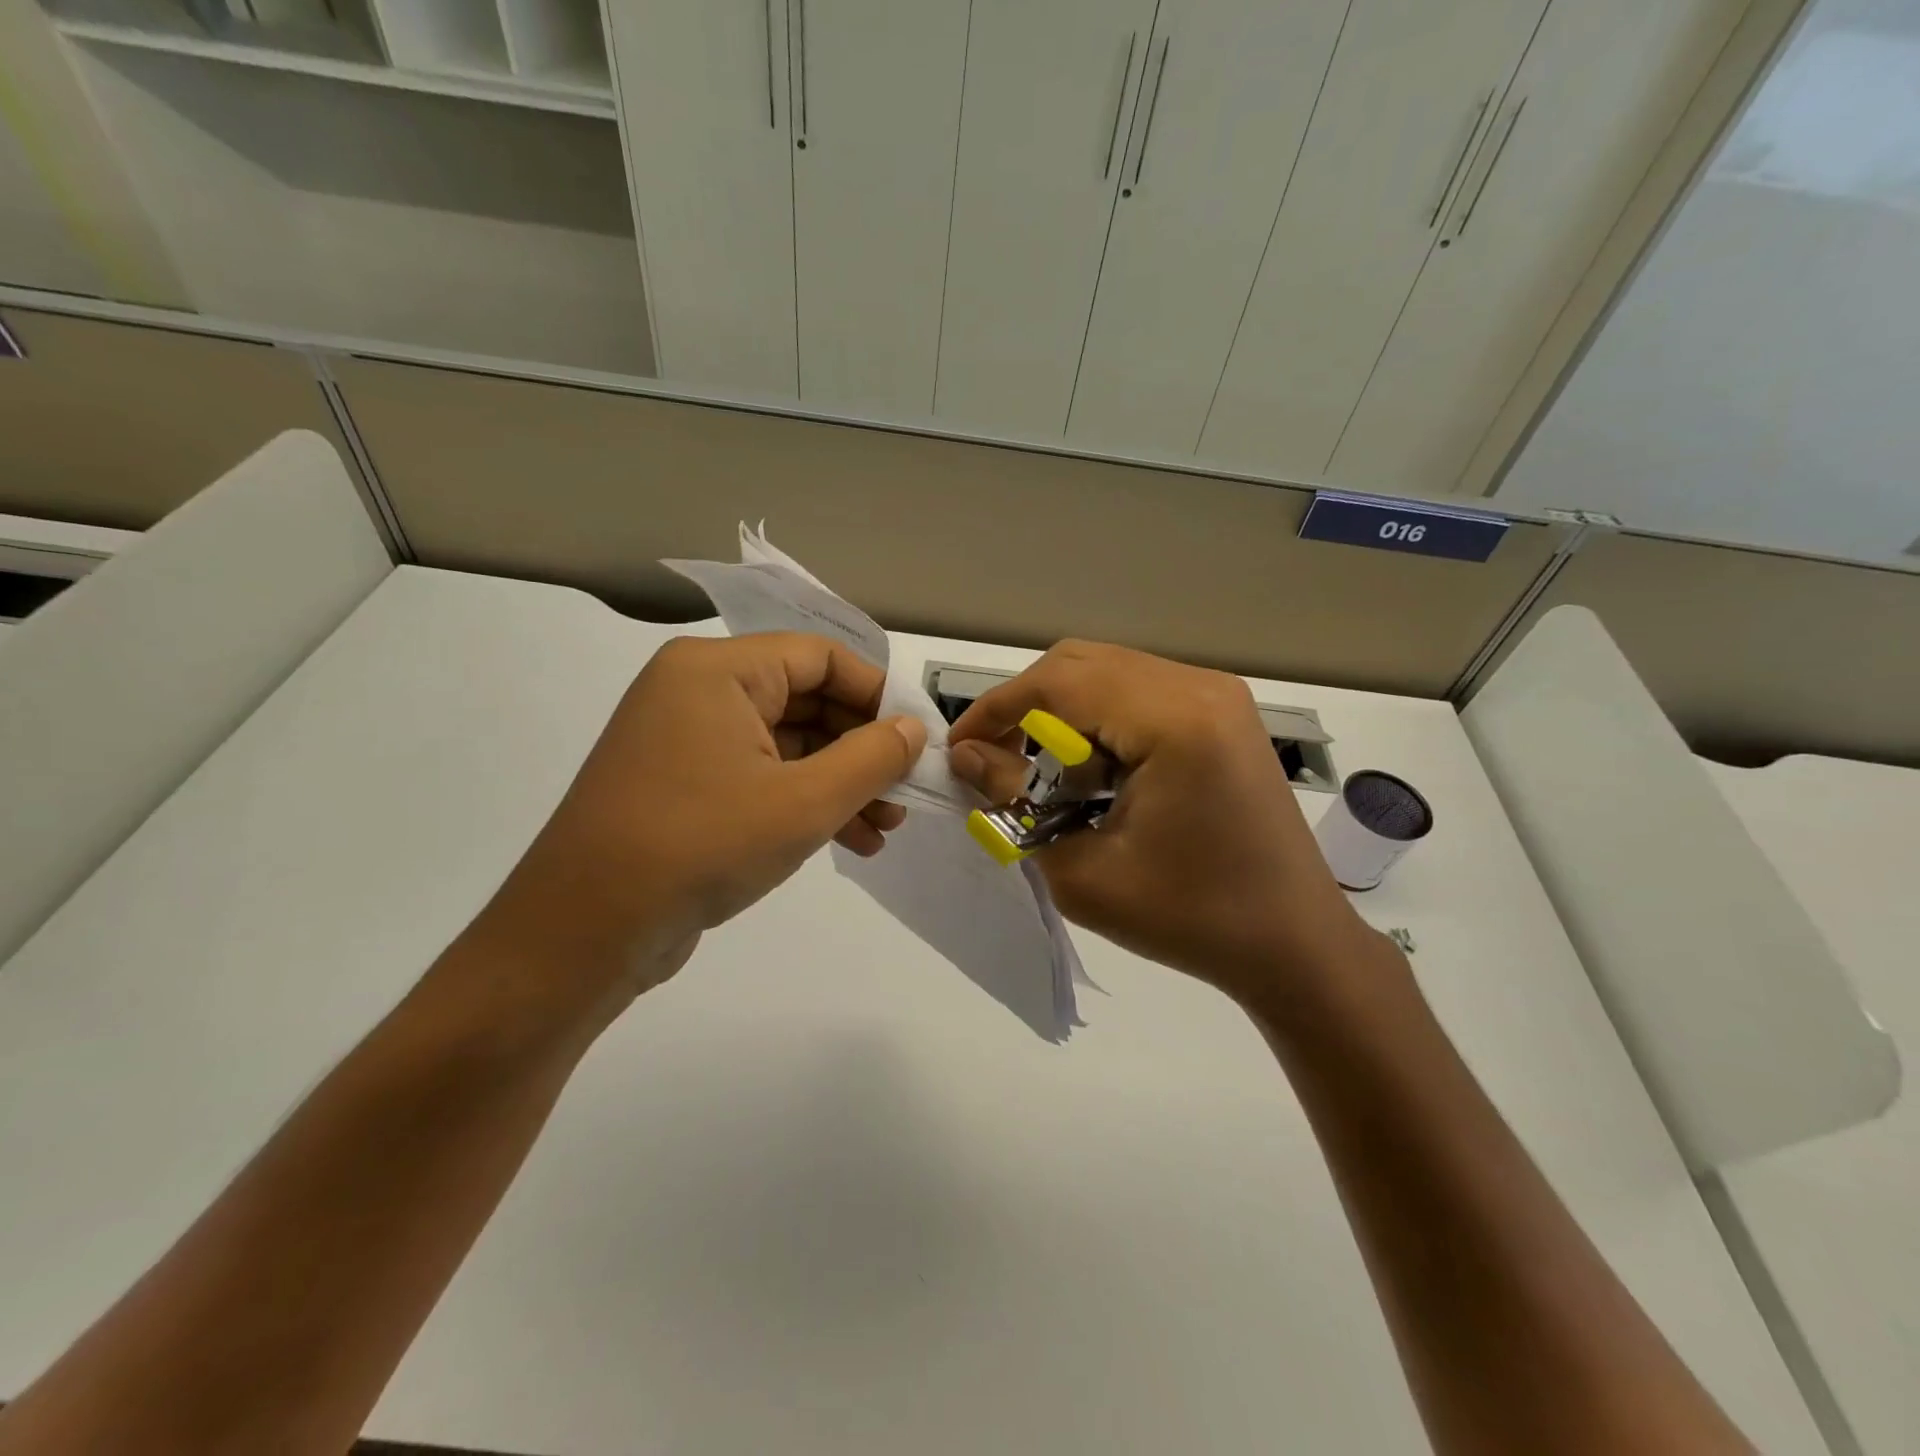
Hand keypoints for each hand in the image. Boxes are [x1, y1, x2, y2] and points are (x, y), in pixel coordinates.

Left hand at [475, 633, 925, 1022]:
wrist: (583, 933)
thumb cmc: (700, 845)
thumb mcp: (804, 802)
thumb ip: (872, 758)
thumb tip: (913, 729)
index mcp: (717, 669)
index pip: (820, 657)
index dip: (877, 695)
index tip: (917, 741)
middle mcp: (697, 690)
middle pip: (805, 700)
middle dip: (861, 750)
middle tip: (904, 794)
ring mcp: (686, 740)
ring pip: (787, 744)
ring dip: (840, 782)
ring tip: (884, 829)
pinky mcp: (683, 785)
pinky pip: (760, 776)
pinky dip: (804, 802)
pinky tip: (849, 842)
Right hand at [948, 641, 1373, 1009]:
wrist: (1293, 943)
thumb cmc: (1190, 919)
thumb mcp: (1082, 873)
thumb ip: (1014, 802)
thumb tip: (968, 756)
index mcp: (1176, 722)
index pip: (1059, 683)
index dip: (996, 710)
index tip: (959, 750)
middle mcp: (1200, 687)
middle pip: (1081, 663)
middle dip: (1025, 706)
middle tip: (996, 762)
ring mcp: (1219, 694)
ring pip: (1108, 671)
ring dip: (1061, 711)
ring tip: (1043, 772)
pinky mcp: (1224, 712)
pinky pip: (1140, 690)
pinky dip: (1099, 718)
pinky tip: (1094, 770)